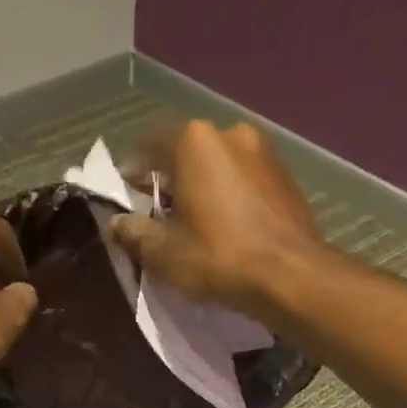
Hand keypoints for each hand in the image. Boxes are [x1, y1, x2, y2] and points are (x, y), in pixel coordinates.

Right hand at [109, 120, 321, 315]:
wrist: (291, 275)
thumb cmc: (218, 257)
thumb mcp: (163, 252)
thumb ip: (133, 232)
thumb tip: (115, 223)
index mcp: (193, 141)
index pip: (148, 142)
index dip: (130, 169)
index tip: (123, 196)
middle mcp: (229, 133)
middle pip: (185, 150)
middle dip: (167, 177)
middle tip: (155, 211)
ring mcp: (262, 150)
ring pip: (217, 163)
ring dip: (200, 184)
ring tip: (192, 220)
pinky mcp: (284, 174)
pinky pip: (243, 177)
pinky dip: (227, 193)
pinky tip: (224, 224)